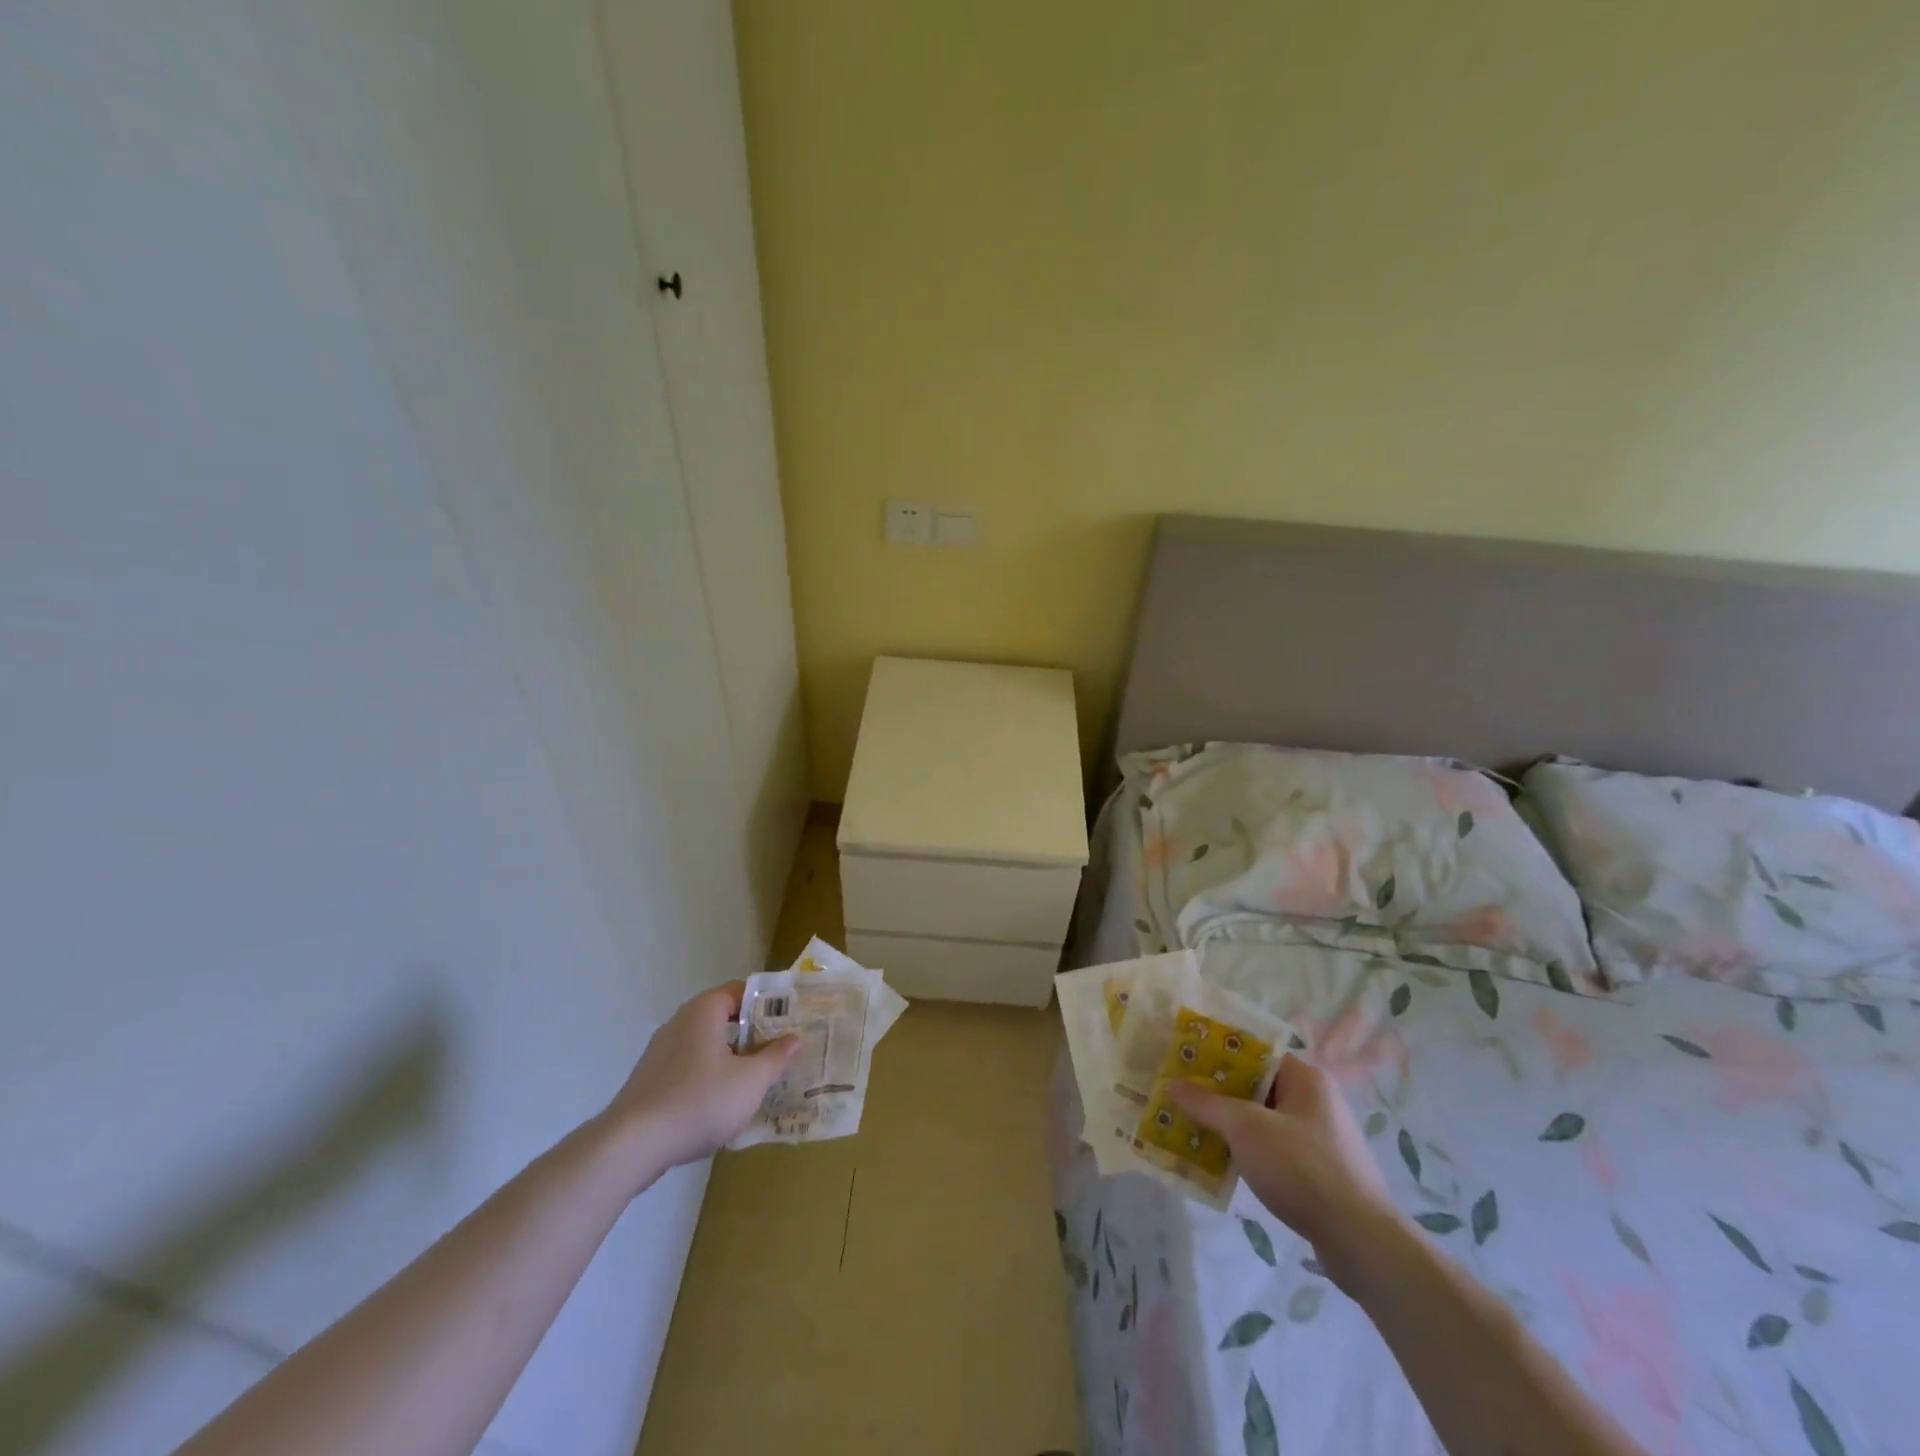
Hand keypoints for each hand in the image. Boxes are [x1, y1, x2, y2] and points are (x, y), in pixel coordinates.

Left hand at [603, 982, 796, 1171]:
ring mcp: (661, 1051)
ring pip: (707, 1045)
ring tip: (758, 1080)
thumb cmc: (699, 1101)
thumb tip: (795, 1038)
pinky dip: (710, 1077)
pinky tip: (723, 1104)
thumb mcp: (750, 1081)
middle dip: (754, 1034)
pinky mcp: (650, 1080)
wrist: (631, 1146)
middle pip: (725, 1018)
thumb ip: (776, 1057)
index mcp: (704, 1011)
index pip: (742, 991)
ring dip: (733, 1058)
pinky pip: (690, 1067)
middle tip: (780, 1051)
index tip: (790, 1021)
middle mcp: (681, 1022)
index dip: (768, 1004)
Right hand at [1169, 1056, 1404, 1289]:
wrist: (1360, 1241)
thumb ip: (1207, 1104)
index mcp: (1306, 1078)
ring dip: (1232, 1126)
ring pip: (1264, 1121)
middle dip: (1219, 1093)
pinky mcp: (1322, 1172)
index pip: (1256, 1053)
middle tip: (1183, 1096)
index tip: (1187, 1063)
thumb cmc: (1301, 1167)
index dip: (1219, 1055)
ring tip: (1195, 1130)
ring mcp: (1321, 1138)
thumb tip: (1173, 1085)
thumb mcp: (1245, 1128)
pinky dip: (1250, 1152)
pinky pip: (1275, 1150)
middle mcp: (1317, 1101)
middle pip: (1258, 1087)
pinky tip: (1224, 1164)